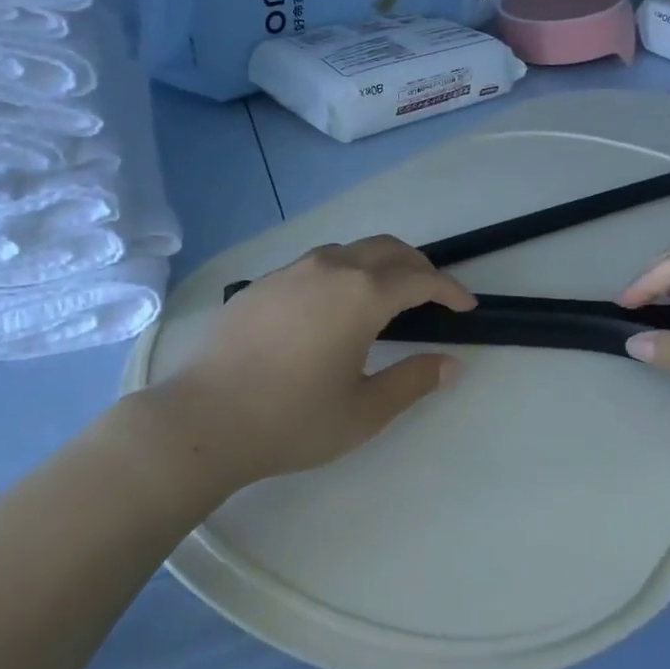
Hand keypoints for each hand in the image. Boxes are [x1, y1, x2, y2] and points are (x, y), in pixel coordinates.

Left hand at [156, 235, 475, 484]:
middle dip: (419, 267)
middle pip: (388, 249)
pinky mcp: (264, 282)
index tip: (467, 306)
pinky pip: (317, 263)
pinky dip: (344, 272)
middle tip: (434, 295)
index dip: (450, 290)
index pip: (420, 279)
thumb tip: (451, 364)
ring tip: (387, 294)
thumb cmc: (291, 419)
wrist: (202, 419)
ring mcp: (293, 270)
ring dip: (379, 264)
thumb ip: (413, 381)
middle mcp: (331, 268)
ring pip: (351, 250)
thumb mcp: (364, 411)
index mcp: (362, 294)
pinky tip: (333, 306)